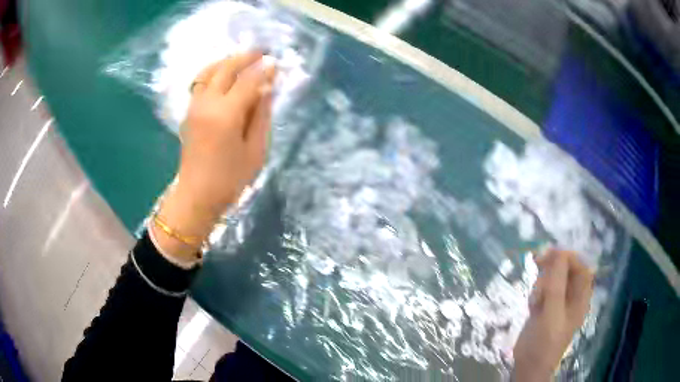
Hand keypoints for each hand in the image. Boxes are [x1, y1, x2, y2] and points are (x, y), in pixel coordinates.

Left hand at [152, 51, 275, 261]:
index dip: (264, 70)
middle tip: (261, 52)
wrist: (196, 195)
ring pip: (209, 71)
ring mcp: (195, 106)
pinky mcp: (189, 112)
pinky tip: (224, 74)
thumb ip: (261, 115)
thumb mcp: (256, 150)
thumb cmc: (230, 179)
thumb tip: (267, 89)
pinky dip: (214, 71)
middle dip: (245, 57)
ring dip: (227, 61)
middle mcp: (207, 104)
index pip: (248, 81)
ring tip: (242, 59)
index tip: (276, 63)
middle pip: (226, 69)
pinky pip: (200, 82)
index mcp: (226, 115)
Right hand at [512, 249, 593, 381]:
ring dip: (542, 282)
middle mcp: (571, 296)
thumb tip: (559, 254)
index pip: (580, 267)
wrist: (528, 365)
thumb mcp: (552, 314)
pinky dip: (536, 292)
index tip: (551, 254)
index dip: (569, 257)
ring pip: (552, 278)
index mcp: (580, 297)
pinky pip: (542, 290)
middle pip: (566, 270)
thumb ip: (557, 285)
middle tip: (537, 261)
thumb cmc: (545, 342)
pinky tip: (532, 306)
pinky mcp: (545, 307)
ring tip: (535, 299)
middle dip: (553, 266)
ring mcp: (557, 302)